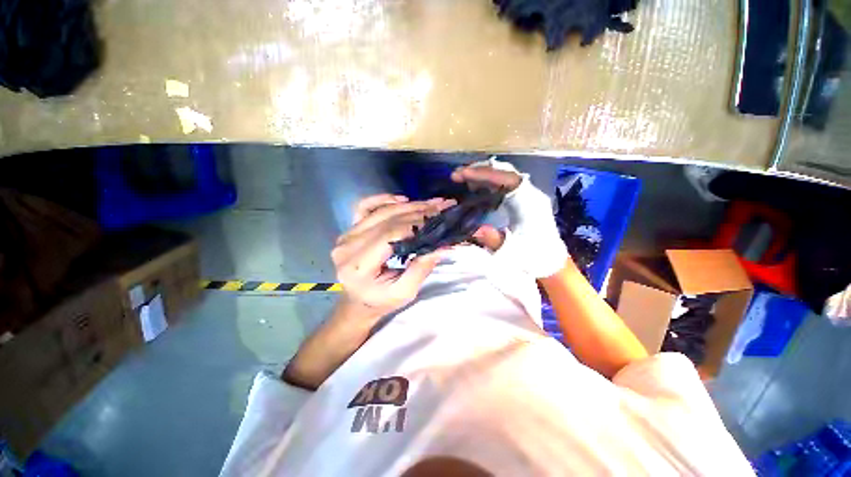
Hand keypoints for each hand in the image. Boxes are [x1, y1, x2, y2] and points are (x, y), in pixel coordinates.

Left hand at [332, 194, 455, 319]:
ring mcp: (346, 234)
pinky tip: (402, 199)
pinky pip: (364, 206)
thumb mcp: (404, 293)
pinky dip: (383, 199)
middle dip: (418, 211)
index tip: (439, 217)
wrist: (357, 301)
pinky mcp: (350, 229)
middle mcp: (348, 245)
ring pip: (380, 211)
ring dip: (409, 205)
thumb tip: (442, 245)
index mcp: (358, 265)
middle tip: (442, 205)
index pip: (389, 235)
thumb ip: (421, 269)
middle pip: (387, 219)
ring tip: (432, 203)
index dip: (415, 224)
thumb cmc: (380, 301)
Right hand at [452, 157, 568, 277]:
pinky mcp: (522, 199)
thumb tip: (475, 230)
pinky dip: (487, 182)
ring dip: (482, 175)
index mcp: (529, 203)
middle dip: (479, 170)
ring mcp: (527, 195)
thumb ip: (494, 240)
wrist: (549, 260)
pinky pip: (504, 183)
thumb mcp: (511, 253)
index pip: (506, 178)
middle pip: (504, 172)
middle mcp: (530, 193)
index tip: (462, 174)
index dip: (483, 174)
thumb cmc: (531, 256)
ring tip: (462, 179)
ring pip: (504, 175)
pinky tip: (475, 187)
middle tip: (457, 175)